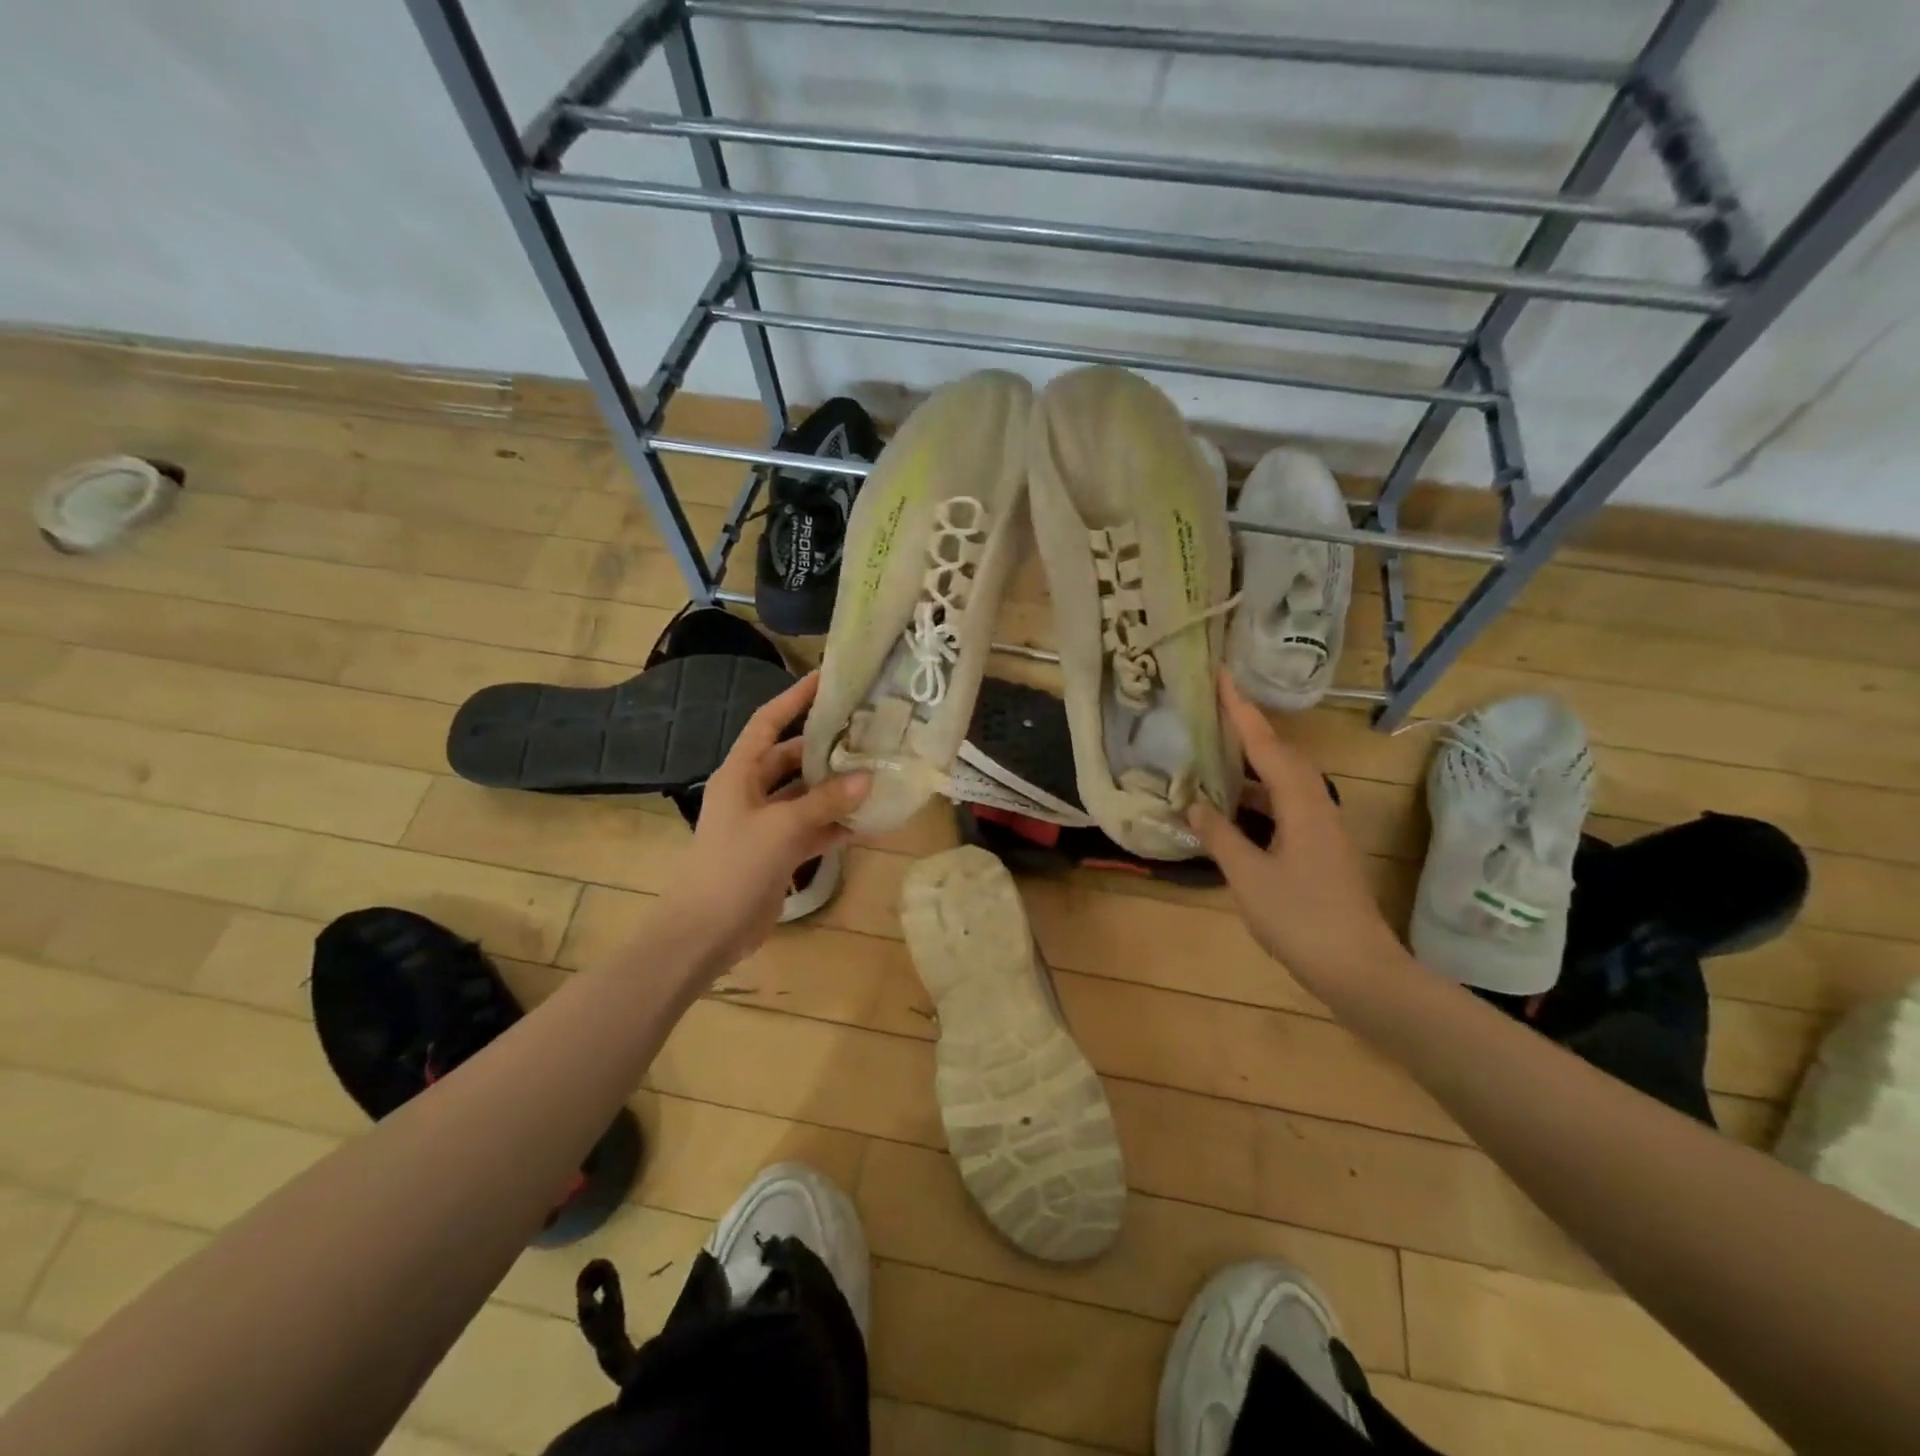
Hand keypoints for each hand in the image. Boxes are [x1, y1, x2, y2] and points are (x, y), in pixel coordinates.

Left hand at [656, 673, 869, 968]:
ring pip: (806, 794)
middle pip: (792, 758)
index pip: (768, 722)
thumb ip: (824, 802)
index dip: (794, 698)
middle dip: (826, 747)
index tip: (826, 678)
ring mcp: (766, 823)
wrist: (707, 931)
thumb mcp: (781, 828)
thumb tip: (867, 778)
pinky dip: (836, 824)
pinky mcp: (779, 852)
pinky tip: (869, 821)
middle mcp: (752, 791)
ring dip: (836, 788)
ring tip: (877, 772)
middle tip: (867, 731)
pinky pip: (812, 828)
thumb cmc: (734, 866)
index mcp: (740, 773)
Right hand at [1188, 673, 1406, 991]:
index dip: (1242, 711)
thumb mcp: (1249, 877)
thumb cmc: (1301, 919)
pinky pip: (1284, 805)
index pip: (1266, 746)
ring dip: (1251, 764)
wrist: (1359, 969)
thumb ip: (1219, 836)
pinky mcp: (1319, 849)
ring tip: (1215, 753)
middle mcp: (1316, 806)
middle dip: (1248, 730)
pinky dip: (1257, 796)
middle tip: (1213, 710)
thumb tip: (1194, 803)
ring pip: (1283, 782)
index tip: (1223, 677)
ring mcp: (1321, 829)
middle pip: (1280, 756)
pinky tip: (1233, 808)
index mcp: (1301, 804)